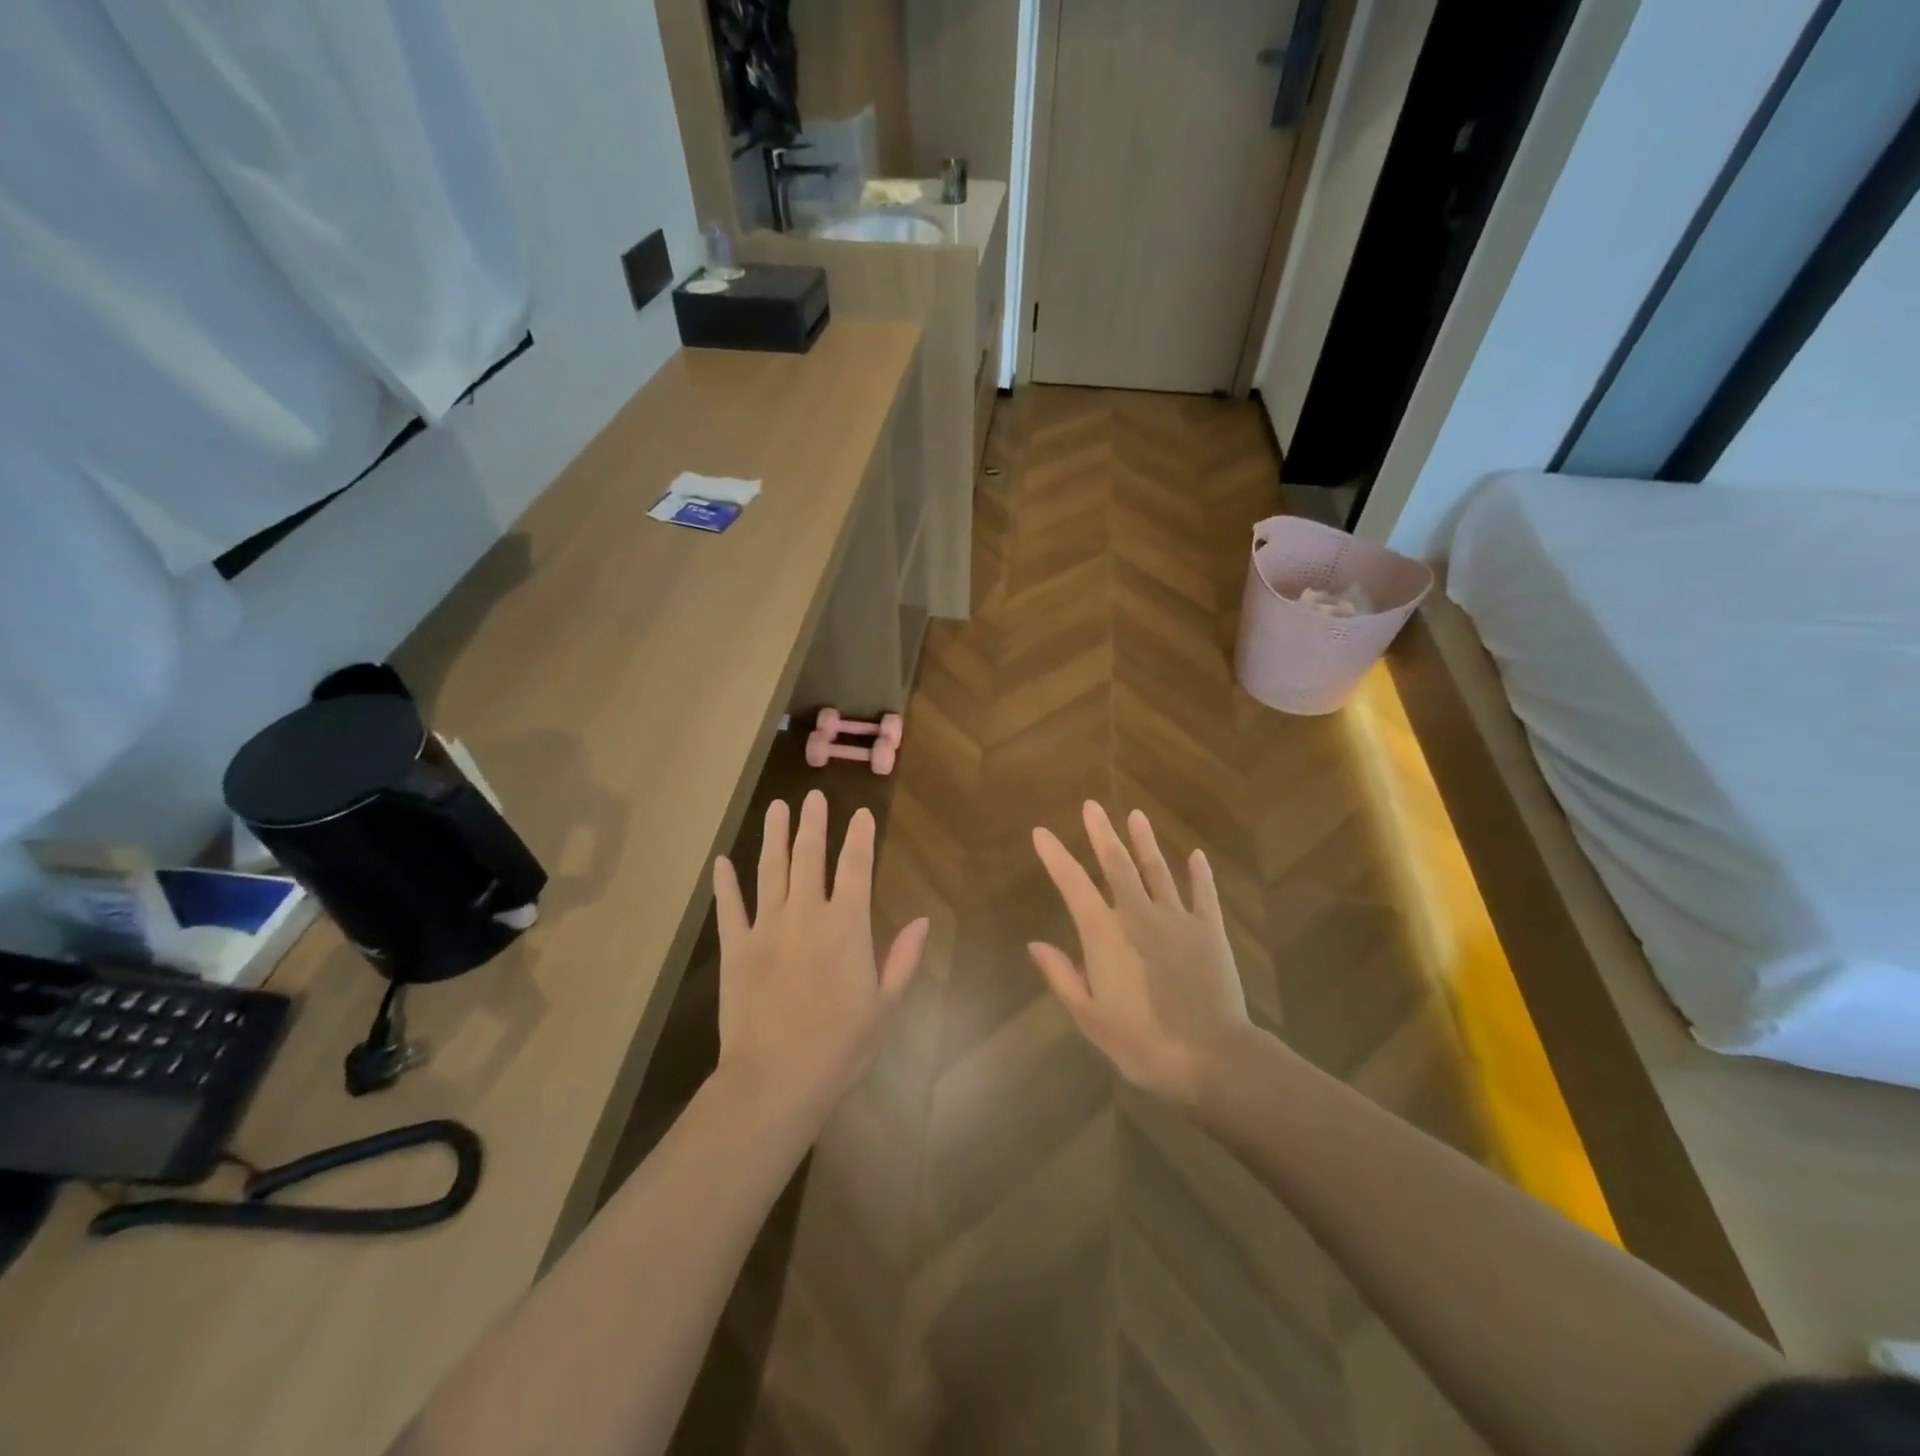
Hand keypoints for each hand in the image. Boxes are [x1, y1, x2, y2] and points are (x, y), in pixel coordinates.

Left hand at [712, 790, 929, 1121]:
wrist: (775, 1080)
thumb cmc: (840, 1047)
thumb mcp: (885, 1006)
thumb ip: (903, 958)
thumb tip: (921, 920)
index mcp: (846, 926)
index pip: (856, 868)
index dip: (860, 837)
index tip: (862, 813)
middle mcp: (806, 915)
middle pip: (810, 857)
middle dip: (814, 823)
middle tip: (814, 796)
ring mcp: (766, 928)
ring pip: (770, 870)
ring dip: (774, 837)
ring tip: (776, 808)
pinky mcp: (735, 948)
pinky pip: (729, 907)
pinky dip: (725, 884)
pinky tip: (721, 862)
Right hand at [1029, 802, 1253, 1106]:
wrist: (1210, 1056)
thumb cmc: (1141, 1042)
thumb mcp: (1090, 1017)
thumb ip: (1062, 976)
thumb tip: (1035, 945)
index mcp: (1105, 934)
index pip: (1073, 885)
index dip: (1055, 857)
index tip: (1041, 833)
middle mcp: (1138, 914)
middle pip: (1117, 864)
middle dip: (1101, 833)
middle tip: (1092, 806)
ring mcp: (1177, 918)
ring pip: (1157, 870)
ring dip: (1145, 842)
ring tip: (1136, 815)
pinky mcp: (1209, 930)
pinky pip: (1203, 893)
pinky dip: (1199, 873)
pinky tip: (1196, 856)